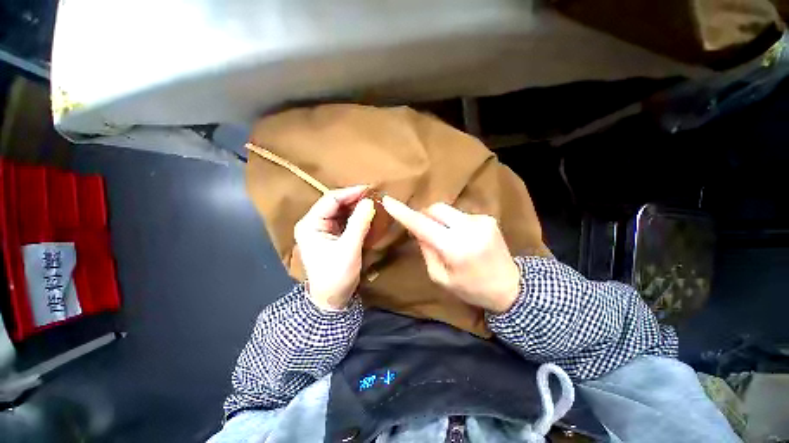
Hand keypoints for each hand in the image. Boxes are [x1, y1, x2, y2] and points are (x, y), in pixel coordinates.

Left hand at [295, 186, 375, 310]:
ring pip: (341, 211)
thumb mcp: (349, 248)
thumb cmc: (336, 275)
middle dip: (354, 199)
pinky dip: (357, 216)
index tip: (369, 189)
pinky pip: (345, 220)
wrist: (332, 299)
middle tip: (374, 196)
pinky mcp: (332, 235)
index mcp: (310, 224)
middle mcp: (314, 223)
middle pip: (335, 204)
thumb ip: (359, 224)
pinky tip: (368, 214)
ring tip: (373, 203)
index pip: (330, 200)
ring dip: (357, 207)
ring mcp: (323, 229)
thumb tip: (369, 202)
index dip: (350, 192)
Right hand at [381, 196, 519, 313]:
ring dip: (441, 221)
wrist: (511, 288)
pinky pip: (460, 215)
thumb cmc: (471, 289)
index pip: (422, 225)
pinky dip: (454, 223)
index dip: (404, 213)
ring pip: (448, 210)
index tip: (389, 201)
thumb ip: (426, 251)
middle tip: (424, 231)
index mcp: (455, 249)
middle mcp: (469, 229)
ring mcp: (481, 220)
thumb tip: (418, 230)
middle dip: (425, 216)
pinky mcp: (489, 218)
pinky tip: (463, 238)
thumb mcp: (441, 278)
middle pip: (436, 209)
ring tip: (447, 238)